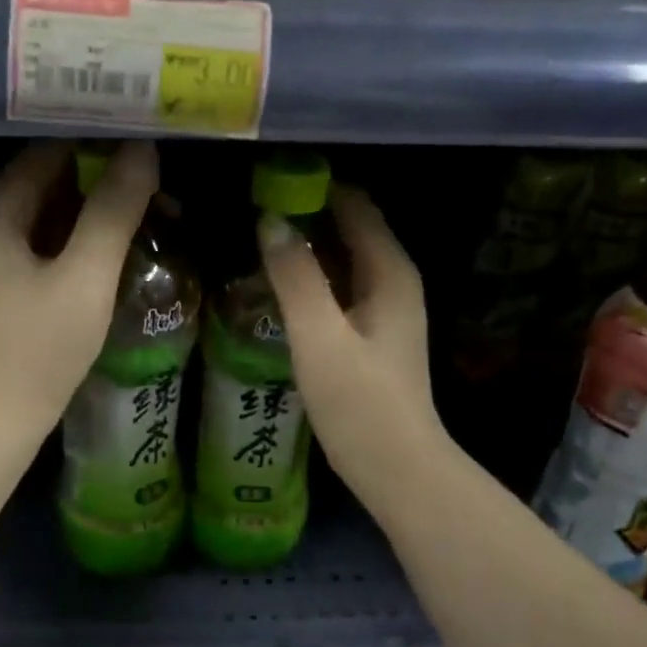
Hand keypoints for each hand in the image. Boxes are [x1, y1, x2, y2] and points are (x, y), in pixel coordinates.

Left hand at [0, 140, 157, 431]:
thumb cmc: (38, 349)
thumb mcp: (84, 278)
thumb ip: (113, 212)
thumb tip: (144, 148)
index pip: (53, 146)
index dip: (103, 138)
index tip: (153, 137)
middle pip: (54, 178)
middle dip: (108, 177)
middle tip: (164, 181)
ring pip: (55, 212)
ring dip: (100, 210)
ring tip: (156, 209)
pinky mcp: (6, 281)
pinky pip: (50, 243)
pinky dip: (84, 239)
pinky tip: (122, 245)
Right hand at [259, 186, 450, 508]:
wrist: (396, 467)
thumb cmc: (360, 403)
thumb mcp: (320, 337)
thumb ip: (295, 277)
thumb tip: (270, 221)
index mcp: (390, 272)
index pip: (355, 206)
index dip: (314, 188)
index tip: (266, 179)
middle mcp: (393, 282)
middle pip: (349, 229)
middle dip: (305, 215)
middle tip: (250, 208)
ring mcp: (384, 310)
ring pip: (342, 261)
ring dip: (305, 248)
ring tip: (255, 240)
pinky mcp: (371, 335)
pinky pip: (339, 289)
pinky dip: (311, 279)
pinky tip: (277, 286)